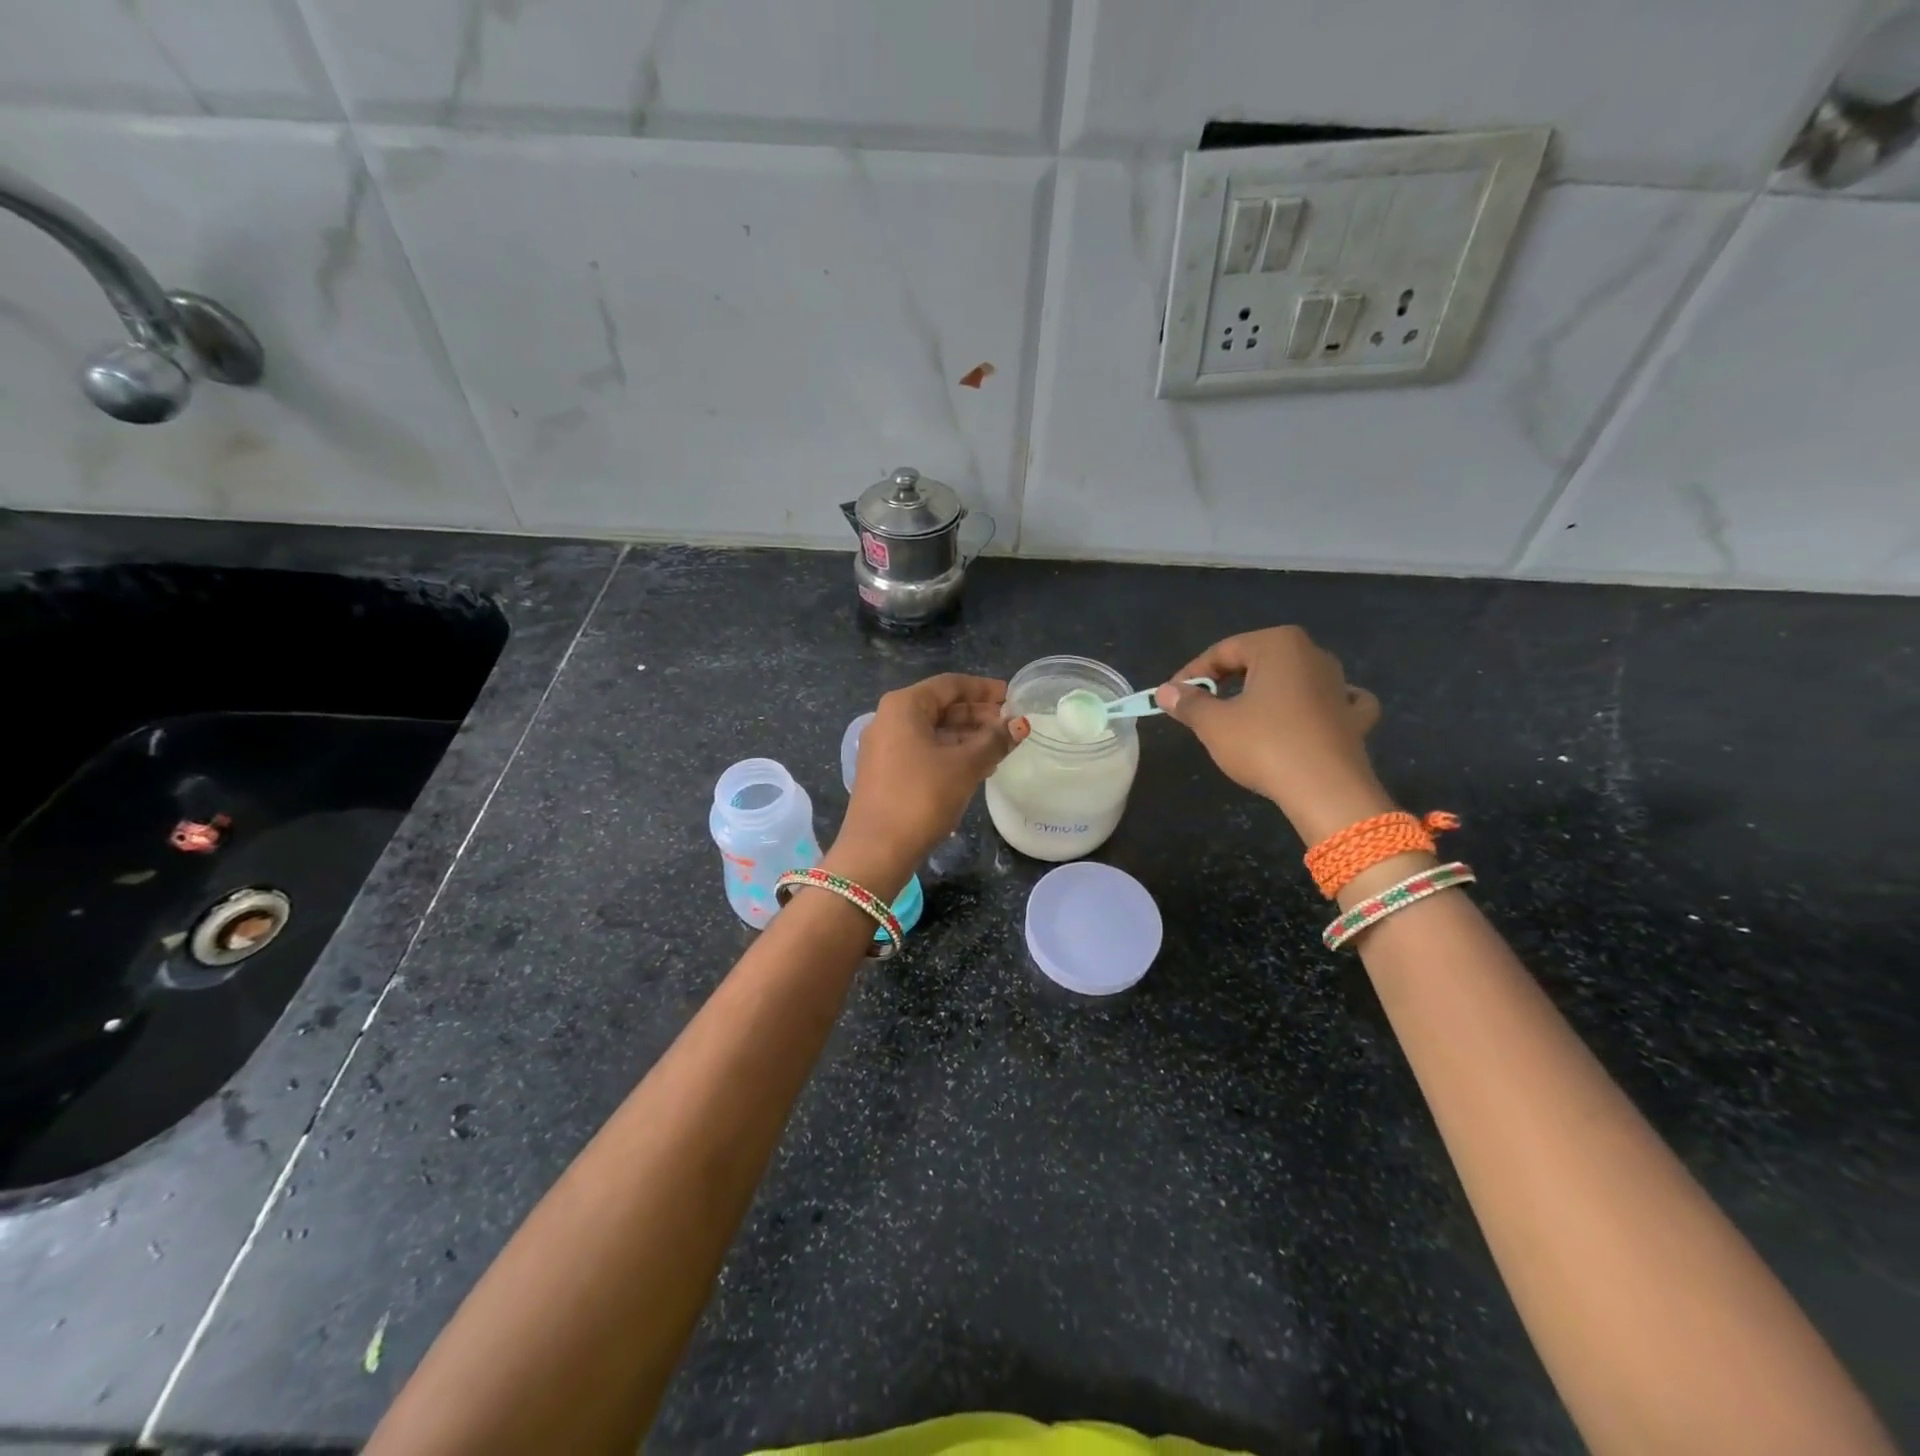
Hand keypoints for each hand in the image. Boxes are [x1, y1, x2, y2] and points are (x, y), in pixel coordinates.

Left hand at [827, 673, 1027, 894]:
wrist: (877, 850)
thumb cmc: (921, 797)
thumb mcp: (965, 766)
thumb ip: (994, 741)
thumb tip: (1020, 724)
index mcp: (904, 706)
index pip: (950, 684)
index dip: (984, 689)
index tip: (1012, 696)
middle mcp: (889, 719)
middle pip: (941, 707)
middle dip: (977, 714)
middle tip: (1011, 724)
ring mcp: (885, 747)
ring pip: (933, 731)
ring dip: (967, 736)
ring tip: (1001, 747)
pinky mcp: (886, 772)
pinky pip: (924, 751)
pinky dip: (951, 753)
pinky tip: (978, 767)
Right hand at [1155, 627, 1389, 843]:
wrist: (1326, 791)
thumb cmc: (1265, 746)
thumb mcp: (1214, 724)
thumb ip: (1188, 703)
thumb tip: (1166, 692)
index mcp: (1278, 645)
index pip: (1223, 651)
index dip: (1192, 673)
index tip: (1173, 696)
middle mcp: (1313, 655)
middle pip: (1258, 661)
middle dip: (1228, 681)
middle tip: (1202, 708)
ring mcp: (1340, 685)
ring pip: (1294, 679)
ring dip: (1268, 691)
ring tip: (1245, 714)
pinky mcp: (1355, 717)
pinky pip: (1334, 701)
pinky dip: (1319, 705)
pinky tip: (1313, 714)